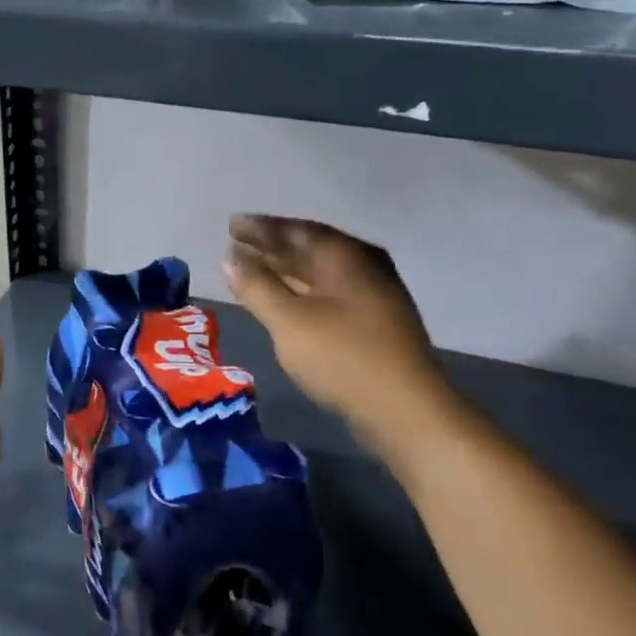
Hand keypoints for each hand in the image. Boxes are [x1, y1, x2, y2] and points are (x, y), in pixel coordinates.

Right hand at [224, 216, 450, 437]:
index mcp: (344, 256)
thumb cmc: (342, 356)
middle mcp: (362, 267)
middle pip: (309, 248)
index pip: (295, 230)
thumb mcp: (288, 320)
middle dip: (271, 246)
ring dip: (284, 269)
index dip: (260, 227)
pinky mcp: (373, 323)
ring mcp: (372, 296)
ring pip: (318, 272)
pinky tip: (282, 300)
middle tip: (235, 244)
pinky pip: (327, 293)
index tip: (231, 225)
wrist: (405, 411)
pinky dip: (299, 290)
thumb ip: (256, 286)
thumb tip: (229, 259)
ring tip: (250, 270)